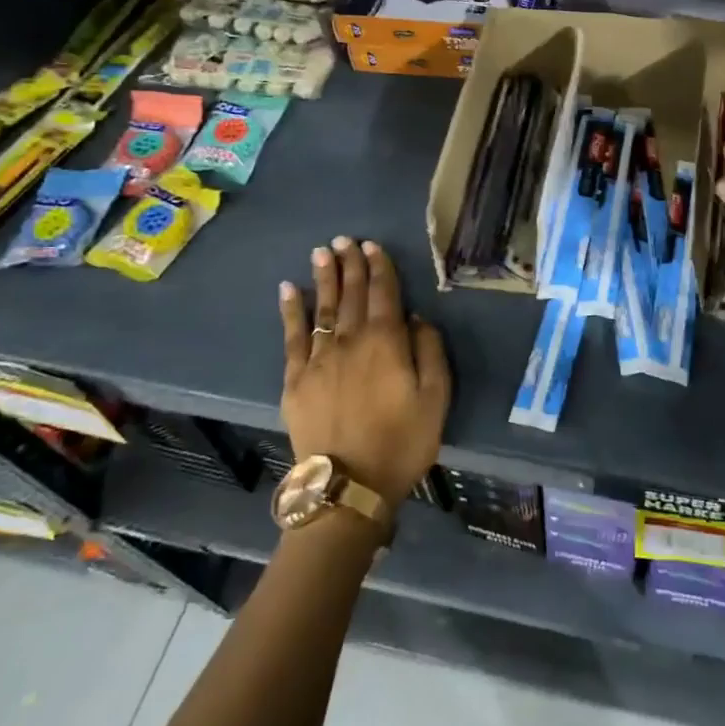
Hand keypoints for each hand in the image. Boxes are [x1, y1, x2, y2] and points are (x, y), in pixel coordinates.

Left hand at [278, 237, 449, 511]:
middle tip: (345, 239)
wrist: (349, 486)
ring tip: (322, 252)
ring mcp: (318, 359)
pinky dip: (290, 311)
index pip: (383, 294)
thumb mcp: (436, 398)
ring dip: (323, 277)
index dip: (380, 268)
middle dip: (350, 264)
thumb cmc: (402, 441)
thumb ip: (429, 351)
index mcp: (386, 342)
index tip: (373, 246)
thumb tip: (416, 319)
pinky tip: (288, 290)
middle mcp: (350, 341)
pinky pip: (292, 336)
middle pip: (350, 294)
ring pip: (322, 307)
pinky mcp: (295, 379)